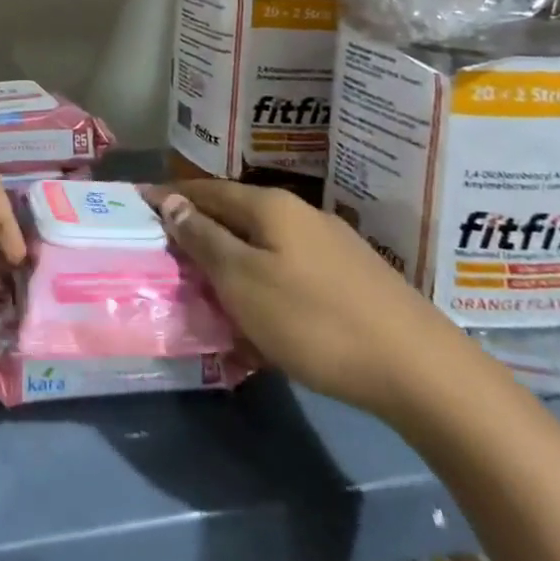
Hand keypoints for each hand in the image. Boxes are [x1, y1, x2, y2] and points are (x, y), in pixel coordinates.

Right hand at [149, 180, 463, 418]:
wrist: (421, 370)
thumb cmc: (315, 321)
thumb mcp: (243, 281)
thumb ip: (204, 239)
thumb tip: (172, 202)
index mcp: (269, 206)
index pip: (204, 190)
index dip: (169, 196)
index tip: (138, 204)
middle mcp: (300, 213)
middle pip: (234, 213)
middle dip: (199, 227)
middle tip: (167, 249)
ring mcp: (330, 243)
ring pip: (262, 242)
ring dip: (230, 256)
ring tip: (207, 282)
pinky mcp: (351, 275)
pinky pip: (288, 266)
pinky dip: (261, 278)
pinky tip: (261, 309)